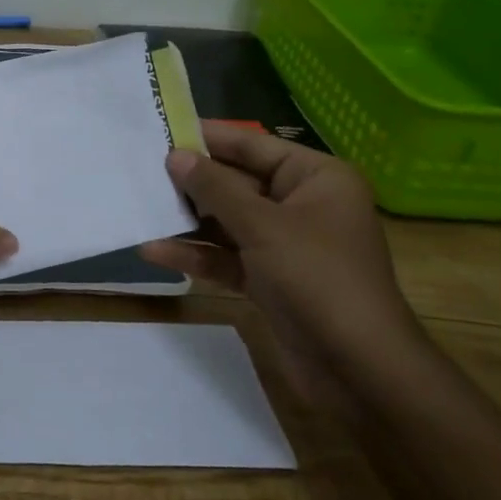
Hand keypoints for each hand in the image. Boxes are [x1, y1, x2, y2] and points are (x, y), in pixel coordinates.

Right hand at [142, 122, 431, 403]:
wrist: (360, 370)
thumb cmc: (317, 278)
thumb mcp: (262, 226)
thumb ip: (215, 188)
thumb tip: (175, 155)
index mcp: (316, 179)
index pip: (253, 146)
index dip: (208, 138)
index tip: (161, 129)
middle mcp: (303, 205)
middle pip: (237, 183)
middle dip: (192, 182)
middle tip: (140, 170)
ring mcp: (286, 245)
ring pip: (228, 222)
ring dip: (189, 221)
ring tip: (140, 208)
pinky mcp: (272, 280)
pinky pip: (228, 257)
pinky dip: (197, 255)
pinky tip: (155, 251)